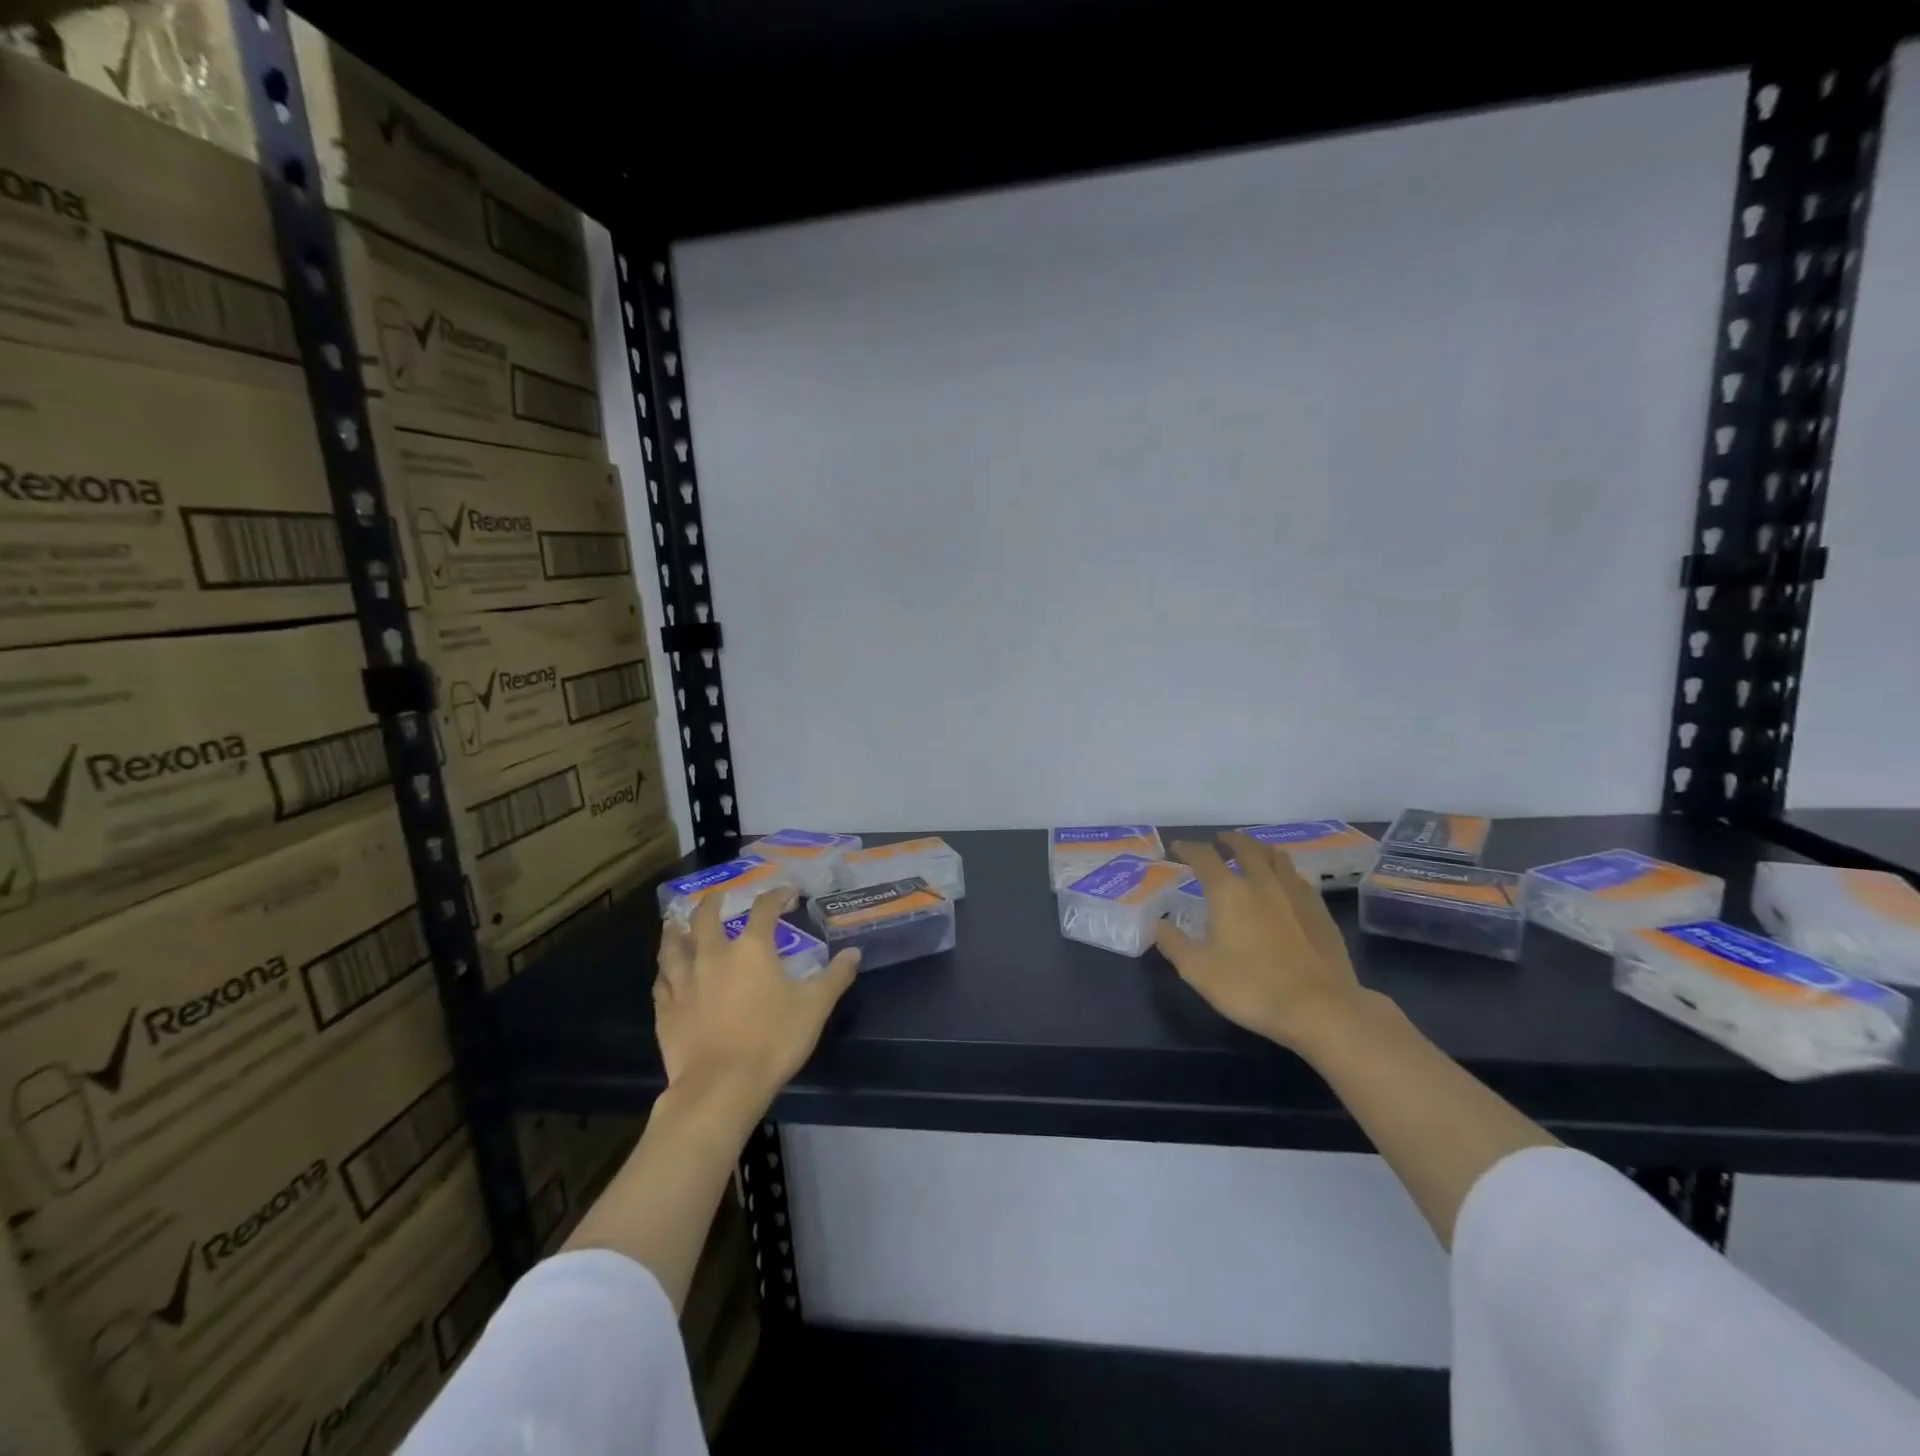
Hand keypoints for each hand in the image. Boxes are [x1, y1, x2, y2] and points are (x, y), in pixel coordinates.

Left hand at [653, 888, 859, 1105]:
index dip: (777, 896)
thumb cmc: (773, 1040)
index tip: (787, 893)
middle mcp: (713, 955)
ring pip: (673, 945)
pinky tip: (667, 971)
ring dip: (676, 929)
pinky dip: (666, 969)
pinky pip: (662, 980)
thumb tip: (854, 952)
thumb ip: (835, 976)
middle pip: (706, 917)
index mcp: (751, 949)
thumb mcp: (815, 1007)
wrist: (721, 1087)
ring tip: (677, 923)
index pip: (764, 909)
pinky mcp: (666, 1009)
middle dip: (714, 901)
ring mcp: (684, 981)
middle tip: (718, 895)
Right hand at [1154, 831, 1372, 1051]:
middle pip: (1246, 847)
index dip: (1188, 848)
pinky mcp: (1321, 911)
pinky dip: (1285, 873)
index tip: (1177, 848)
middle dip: (1230, 840)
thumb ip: (1174, 944)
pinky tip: (1286, 885)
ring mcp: (1296, 894)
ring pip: (1278, 857)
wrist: (1321, 1009)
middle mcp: (1262, 883)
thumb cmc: (1252, 987)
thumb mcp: (1198, 971)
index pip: (1204, 857)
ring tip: (1253, 853)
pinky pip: (1300, 878)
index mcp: (1229, 892)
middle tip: (1220, 840)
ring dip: (1260, 849)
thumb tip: (1159, 924)